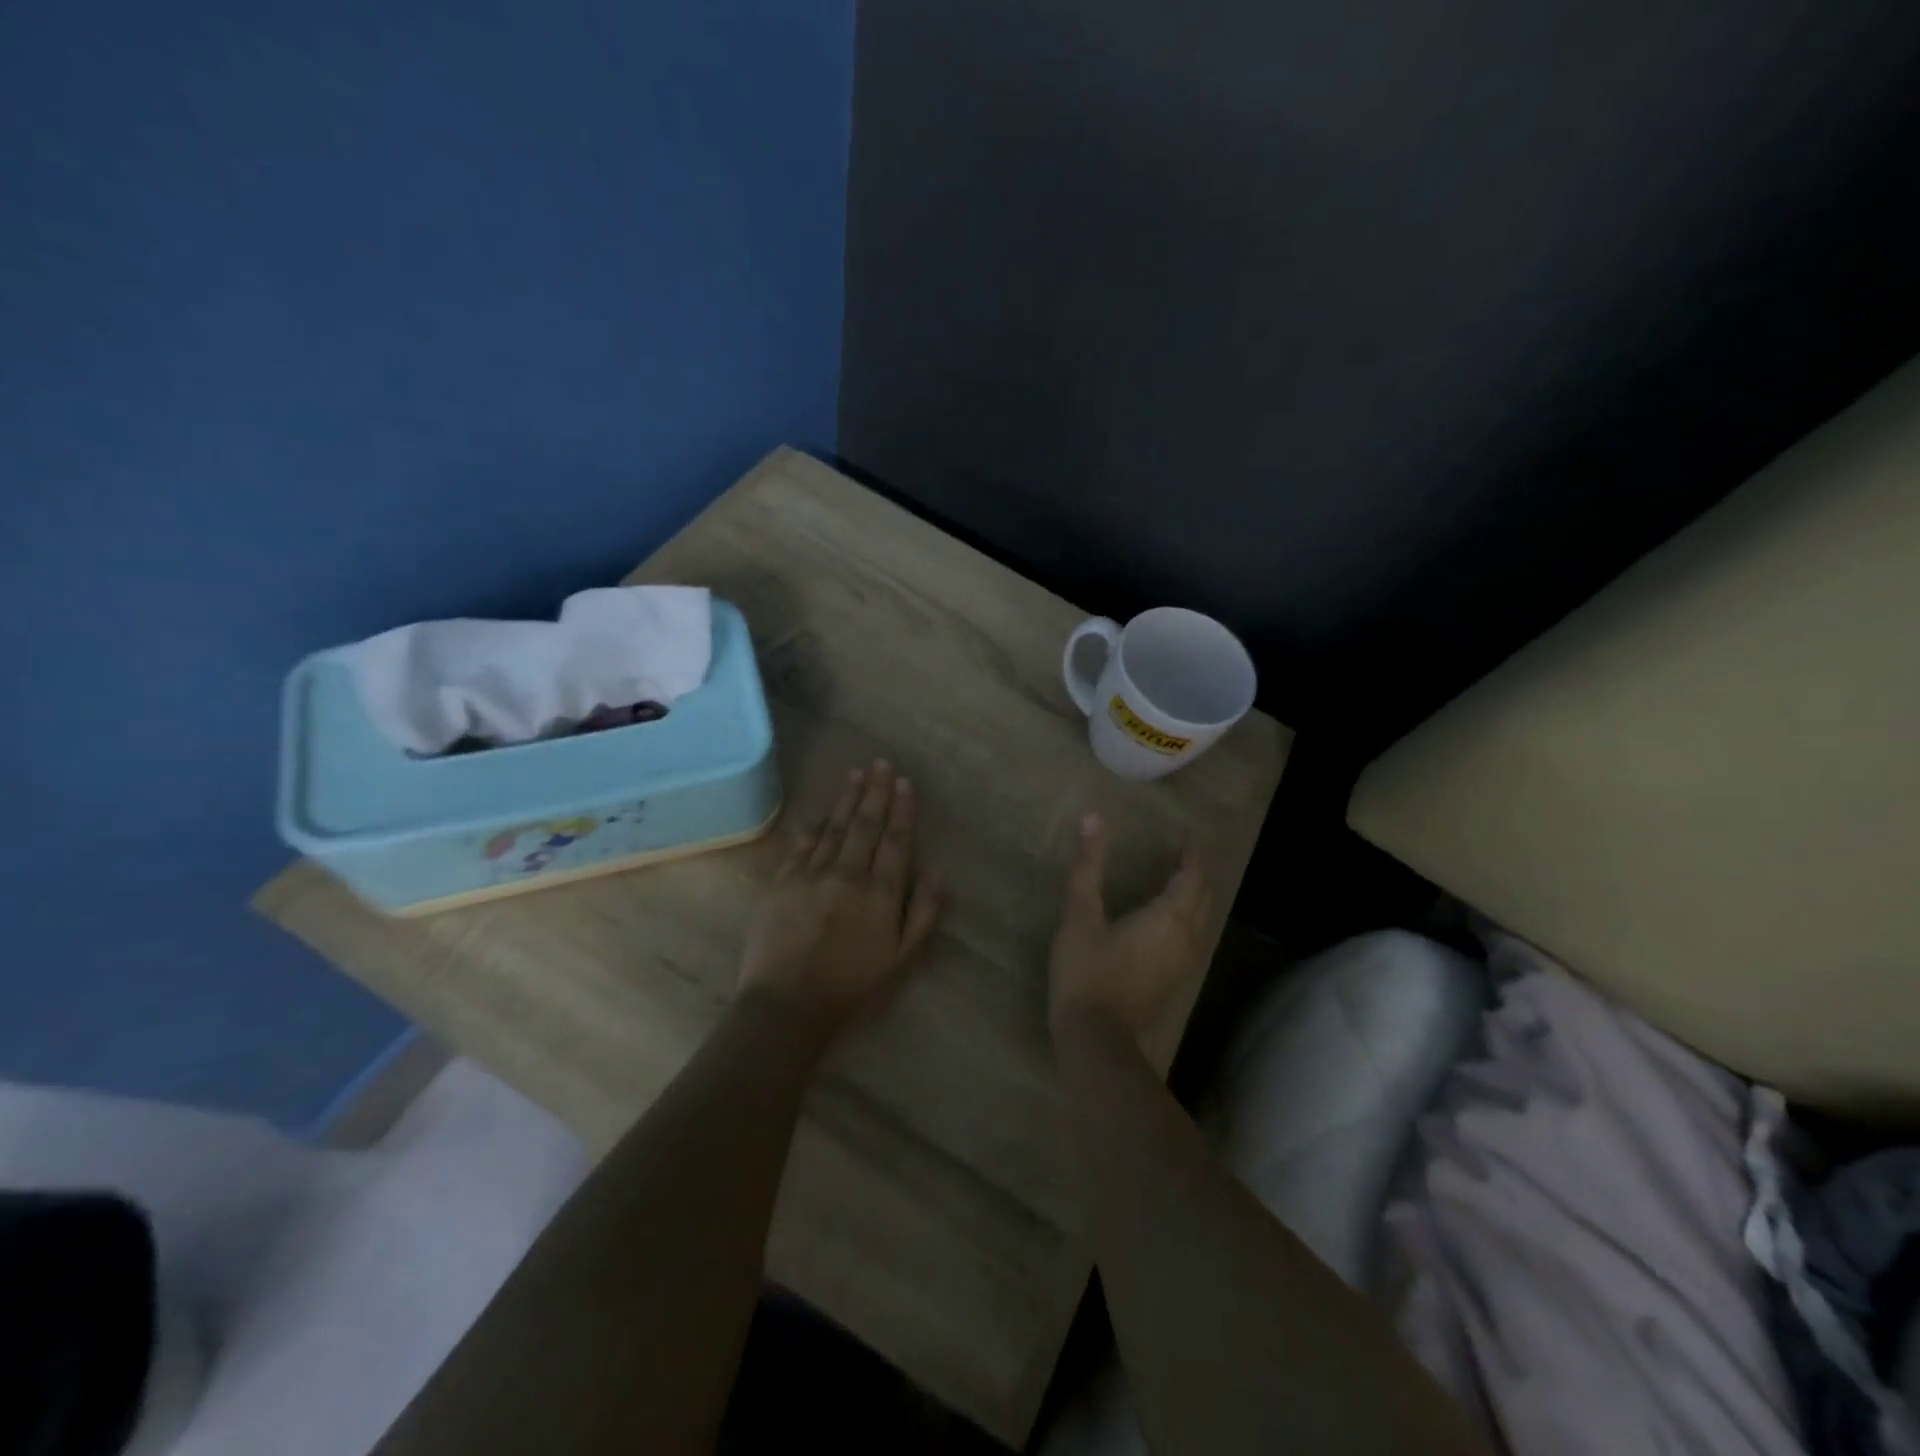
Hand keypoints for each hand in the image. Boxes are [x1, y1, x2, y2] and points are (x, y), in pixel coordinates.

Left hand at [738, 761, 943, 1032]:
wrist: (787, 1004)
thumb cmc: (852, 986)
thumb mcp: (902, 960)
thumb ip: (923, 915)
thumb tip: (938, 874)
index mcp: (880, 892)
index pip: (896, 840)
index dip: (902, 809)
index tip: (905, 783)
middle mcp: (848, 873)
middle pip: (865, 824)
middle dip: (876, 792)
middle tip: (881, 763)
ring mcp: (812, 874)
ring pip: (834, 827)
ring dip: (847, 799)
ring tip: (857, 775)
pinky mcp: (782, 881)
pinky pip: (802, 844)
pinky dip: (814, 824)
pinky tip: (821, 811)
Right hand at [1048, 813, 1211, 1042]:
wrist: (1094, 1037)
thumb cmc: (1086, 971)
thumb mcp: (1080, 914)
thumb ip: (1088, 866)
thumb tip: (1094, 818)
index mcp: (1168, 918)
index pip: (1192, 877)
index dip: (1191, 855)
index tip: (1187, 836)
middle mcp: (1185, 938)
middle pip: (1202, 898)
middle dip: (1196, 874)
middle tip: (1183, 854)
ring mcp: (1182, 964)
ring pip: (1200, 920)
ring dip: (1194, 896)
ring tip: (1177, 879)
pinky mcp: (1172, 981)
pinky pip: (1191, 938)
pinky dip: (1187, 918)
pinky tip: (1168, 918)